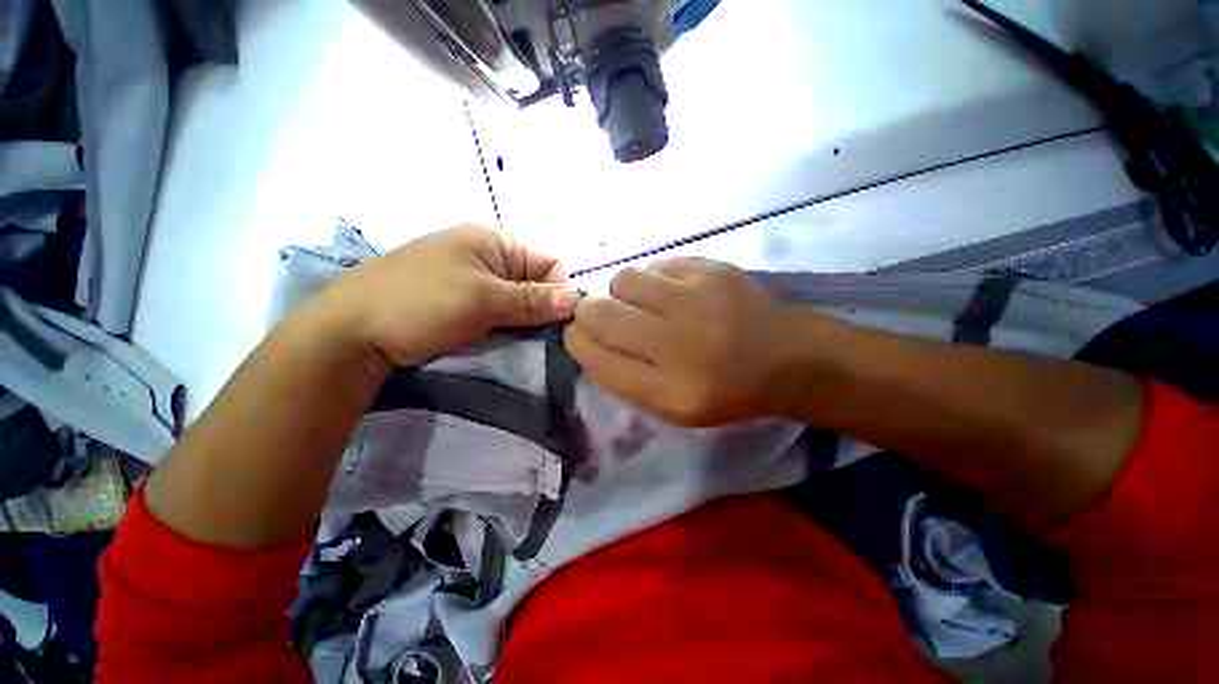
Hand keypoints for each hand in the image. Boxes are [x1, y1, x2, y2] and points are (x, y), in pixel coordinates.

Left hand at [314, 225, 578, 367]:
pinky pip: (499, 311)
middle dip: (540, 308)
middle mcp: (488, 255)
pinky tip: (500, 338)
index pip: (549, 262)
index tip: (557, 322)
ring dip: (523, 320)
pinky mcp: (462, 300)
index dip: (558, 291)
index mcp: (494, 241)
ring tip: (515, 339)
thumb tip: (577, 298)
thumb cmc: (421, 304)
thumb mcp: (483, 300)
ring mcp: (473, 278)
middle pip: (534, 282)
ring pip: (518, 300)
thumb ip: (533, 299)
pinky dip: (506, 325)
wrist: (352, 331)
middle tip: (536, 336)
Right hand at [564, 258, 799, 425]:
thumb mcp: (674, 407)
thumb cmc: (728, 391)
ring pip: (623, 280)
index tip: (578, 335)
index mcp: (670, 392)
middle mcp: (680, 345)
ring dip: (624, 294)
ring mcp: (698, 299)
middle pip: (600, 313)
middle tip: (605, 317)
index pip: (597, 359)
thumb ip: (625, 378)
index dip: (578, 343)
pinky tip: (676, 293)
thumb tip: (587, 338)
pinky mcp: (713, 268)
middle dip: (589, 313)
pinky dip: (655, 279)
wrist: (791, 358)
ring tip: (647, 305)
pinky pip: (657, 264)